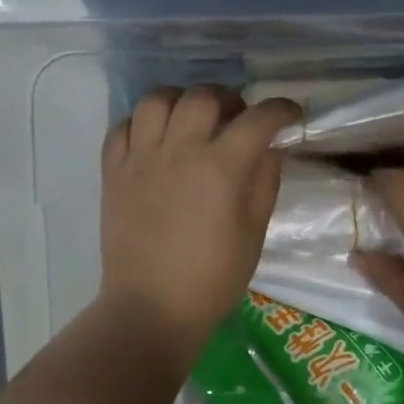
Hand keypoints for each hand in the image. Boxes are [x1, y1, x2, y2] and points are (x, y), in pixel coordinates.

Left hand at [100, 86, 301, 351]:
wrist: (152, 307)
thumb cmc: (213, 277)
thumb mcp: (254, 232)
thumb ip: (265, 181)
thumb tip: (271, 147)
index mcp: (221, 167)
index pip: (258, 119)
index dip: (281, 110)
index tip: (290, 115)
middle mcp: (179, 150)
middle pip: (204, 96)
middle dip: (229, 99)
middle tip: (237, 119)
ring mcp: (140, 158)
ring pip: (158, 100)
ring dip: (181, 101)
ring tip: (192, 120)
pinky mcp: (113, 172)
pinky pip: (123, 127)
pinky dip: (143, 123)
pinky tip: (156, 139)